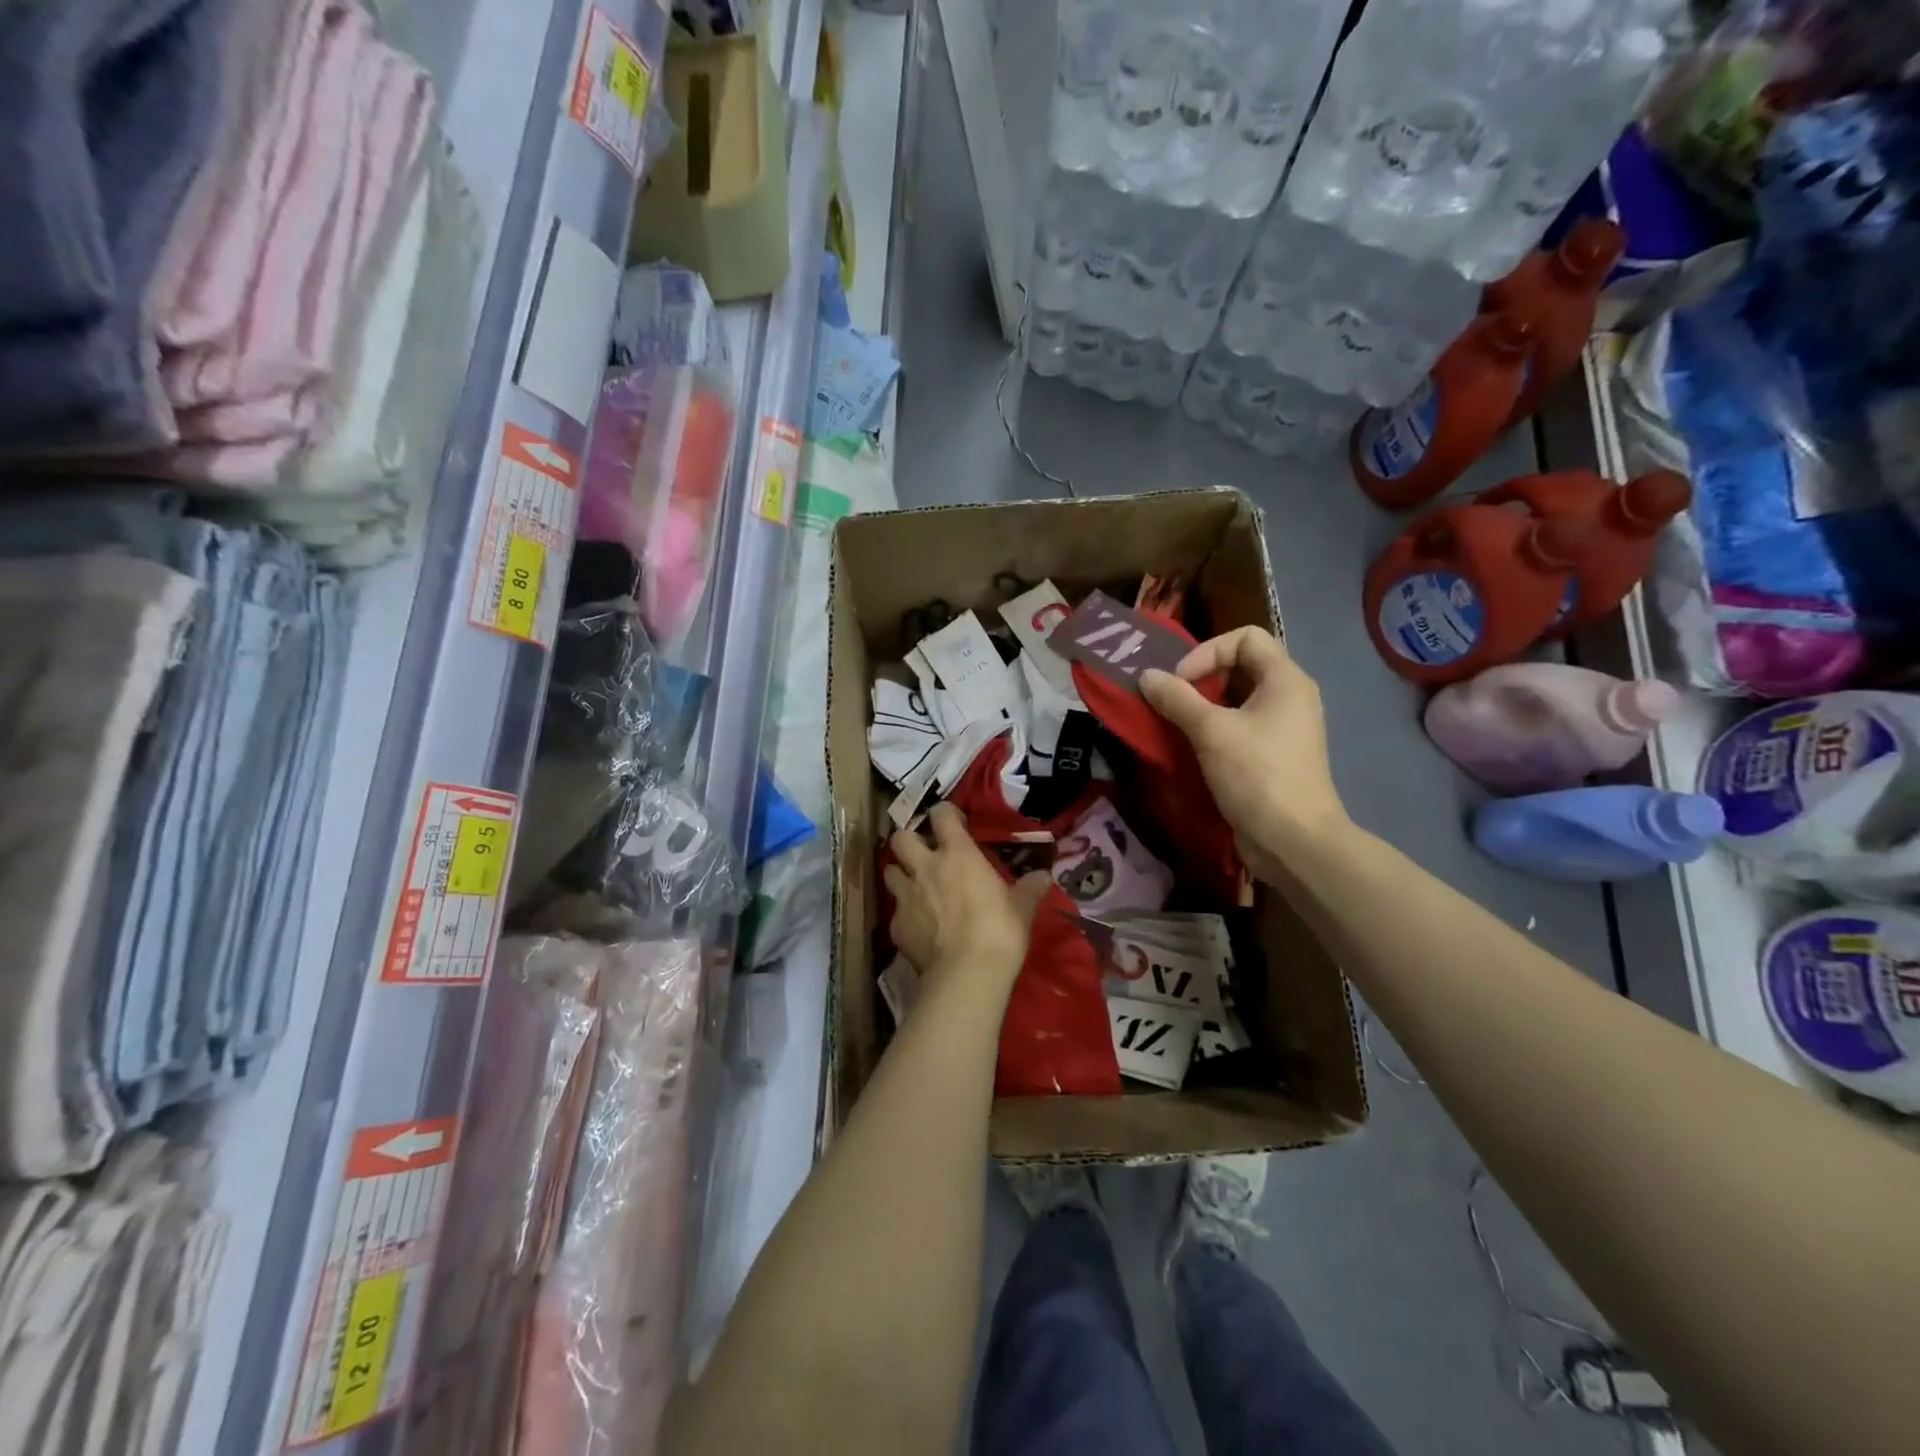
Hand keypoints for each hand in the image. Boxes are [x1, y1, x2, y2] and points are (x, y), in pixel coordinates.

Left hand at [884, 803, 1051, 989]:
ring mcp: (905, 897)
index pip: (941, 814)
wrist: (968, 974)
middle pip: (900, 838)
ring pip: (889, 871)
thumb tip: (1044, 876)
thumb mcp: (1022, 907)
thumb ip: (1030, 887)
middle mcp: (925, 867)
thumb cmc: (999, 931)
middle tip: (925, 854)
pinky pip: (895, 912)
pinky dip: (905, 915)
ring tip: (916, 886)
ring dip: (901, 874)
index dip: (946, 814)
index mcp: (956, 854)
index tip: (956, 824)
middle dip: (909, 841)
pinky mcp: (896, 926)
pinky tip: (919, 927)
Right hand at [1140, 627, 1350, 880]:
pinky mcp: (1271, 756)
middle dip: (1200, 679)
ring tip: (1173, 723)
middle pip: (1240, 666)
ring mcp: (1282, 729)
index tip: (1180, 682)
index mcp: (1285, 680)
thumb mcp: (1211, 732)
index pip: (1245, 637)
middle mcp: (1289, 697)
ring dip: (1202, 707)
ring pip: (1237, 700)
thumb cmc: (1257, 775)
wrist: (1293, 841)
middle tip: (1170, 701)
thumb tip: (1146, 676)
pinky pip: (1238, 727)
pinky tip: (1189, 747)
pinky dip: (1212, 730)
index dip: (1208, 652)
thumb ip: (1176, 699)